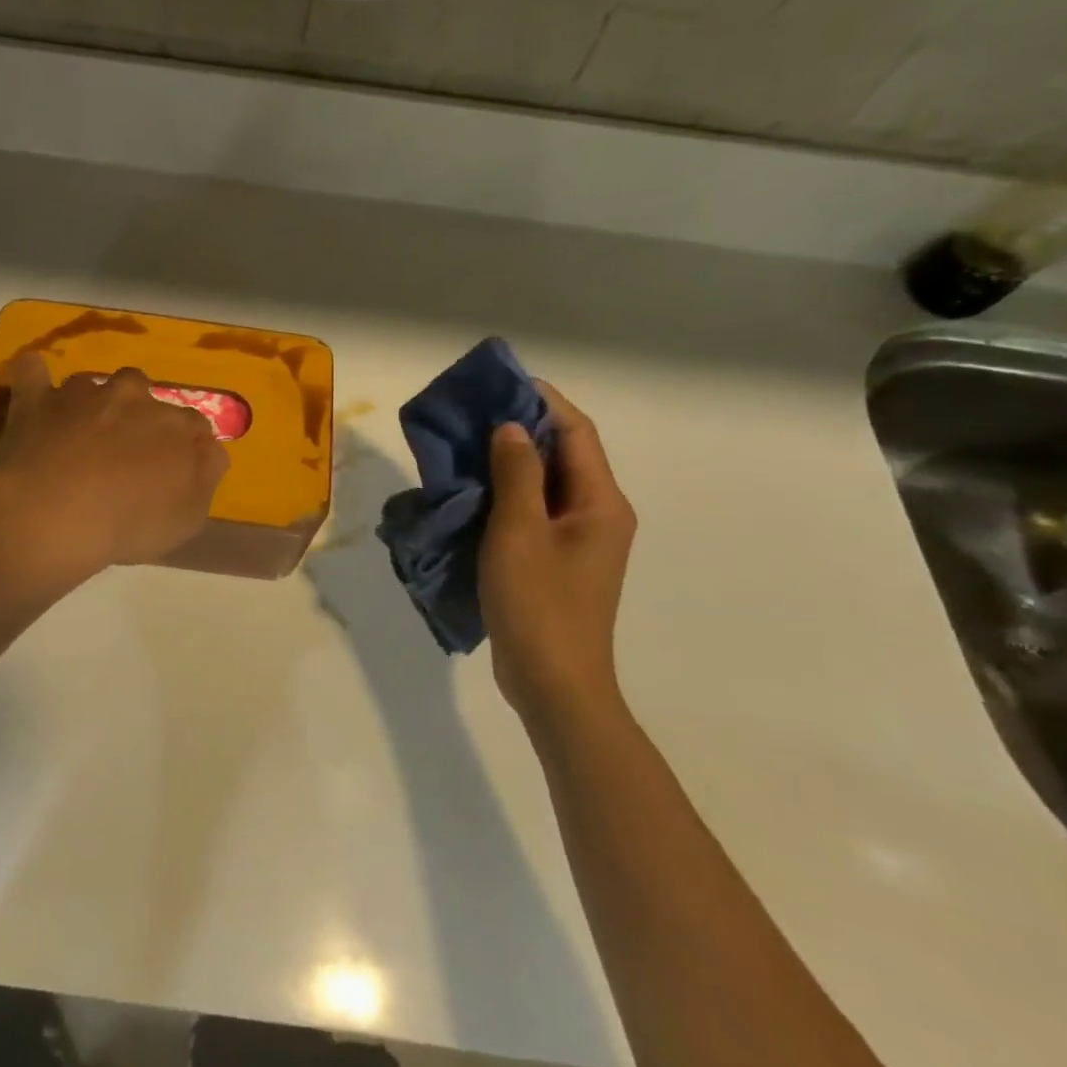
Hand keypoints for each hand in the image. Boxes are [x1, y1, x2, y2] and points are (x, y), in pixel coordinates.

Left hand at [0, 353, 229, 578]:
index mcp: (176, 426)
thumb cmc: (131, 522)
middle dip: (136, 413)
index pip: (193, 424)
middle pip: (142, 392)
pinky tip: (33, 383)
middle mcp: (134, 398)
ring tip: (78, 430)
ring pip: (92, 384)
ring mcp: (83, 395)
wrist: (59, 514)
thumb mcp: (189, 515)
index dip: (184, 445)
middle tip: (122, 449)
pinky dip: (34, 376)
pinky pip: (33, 372)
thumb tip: (210, 450)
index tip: (173, 468)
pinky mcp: (38, 400)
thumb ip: (206, 475)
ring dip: (90, 402)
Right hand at [479, 382, 635, 721]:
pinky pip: (534, 510)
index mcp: (600, 502)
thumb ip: (517, 474)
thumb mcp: (519, 533)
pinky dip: (506, 492)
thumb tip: (513, 427)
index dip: (542, 400)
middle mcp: (598, 513)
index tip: (500, 382)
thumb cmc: (539, 605)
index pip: (576, 431)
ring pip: (545, 482)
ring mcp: (579, 539)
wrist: (553, 684)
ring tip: (465, 443)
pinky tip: (472, 489)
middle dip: (522, 426)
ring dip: (510, 460)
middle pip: (563, 453)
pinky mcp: (558, 559)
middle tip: (473, 411)